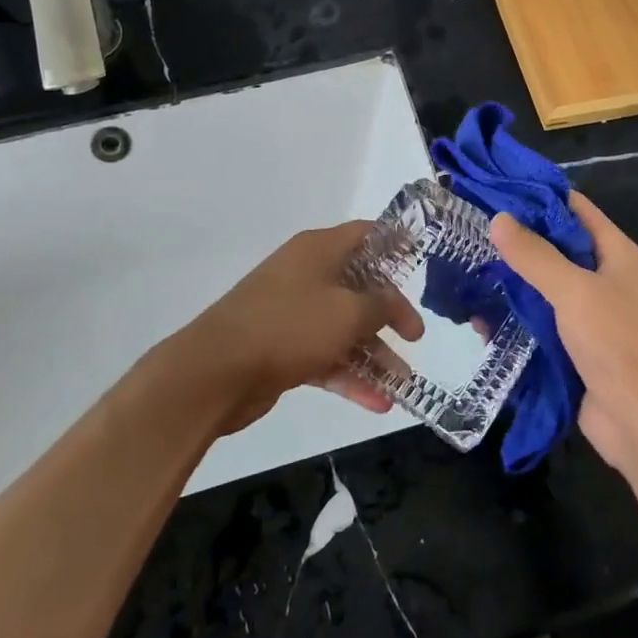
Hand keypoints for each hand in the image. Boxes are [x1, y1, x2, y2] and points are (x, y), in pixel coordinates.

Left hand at [176, 222, 424, 435]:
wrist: (216, 371)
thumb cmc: (290, 326)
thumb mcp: (348, 312)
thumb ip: (380, 305)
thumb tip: (393, 300)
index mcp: (319, 249)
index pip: (365, 235)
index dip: (394, 245)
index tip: (421, 261)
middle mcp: (306, 274)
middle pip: (358, 286)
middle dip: (389, 313)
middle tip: (415, 337)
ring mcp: (292, 312)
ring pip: (343, 327)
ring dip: (373, 354)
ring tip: (403, 384)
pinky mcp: (282, 348)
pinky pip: (325, 356)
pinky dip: (349, 376)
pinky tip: (377, 403)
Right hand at [490, 193, 637, 473]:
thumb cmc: (619, 344)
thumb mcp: (575, 291)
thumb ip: (535, 255)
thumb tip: (498, 218)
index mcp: (615, 254)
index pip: (574, 209)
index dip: (537, 197)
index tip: (494, 190)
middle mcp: (604, 279)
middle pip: (555, 248)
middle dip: (516, 243)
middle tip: (469, 233)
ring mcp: (590, 316)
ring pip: (543, 288)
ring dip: (510, 284)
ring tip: (466, 276)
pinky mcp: (575, 349)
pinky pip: (540, 324)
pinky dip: (515, 321)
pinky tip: (480, 322)